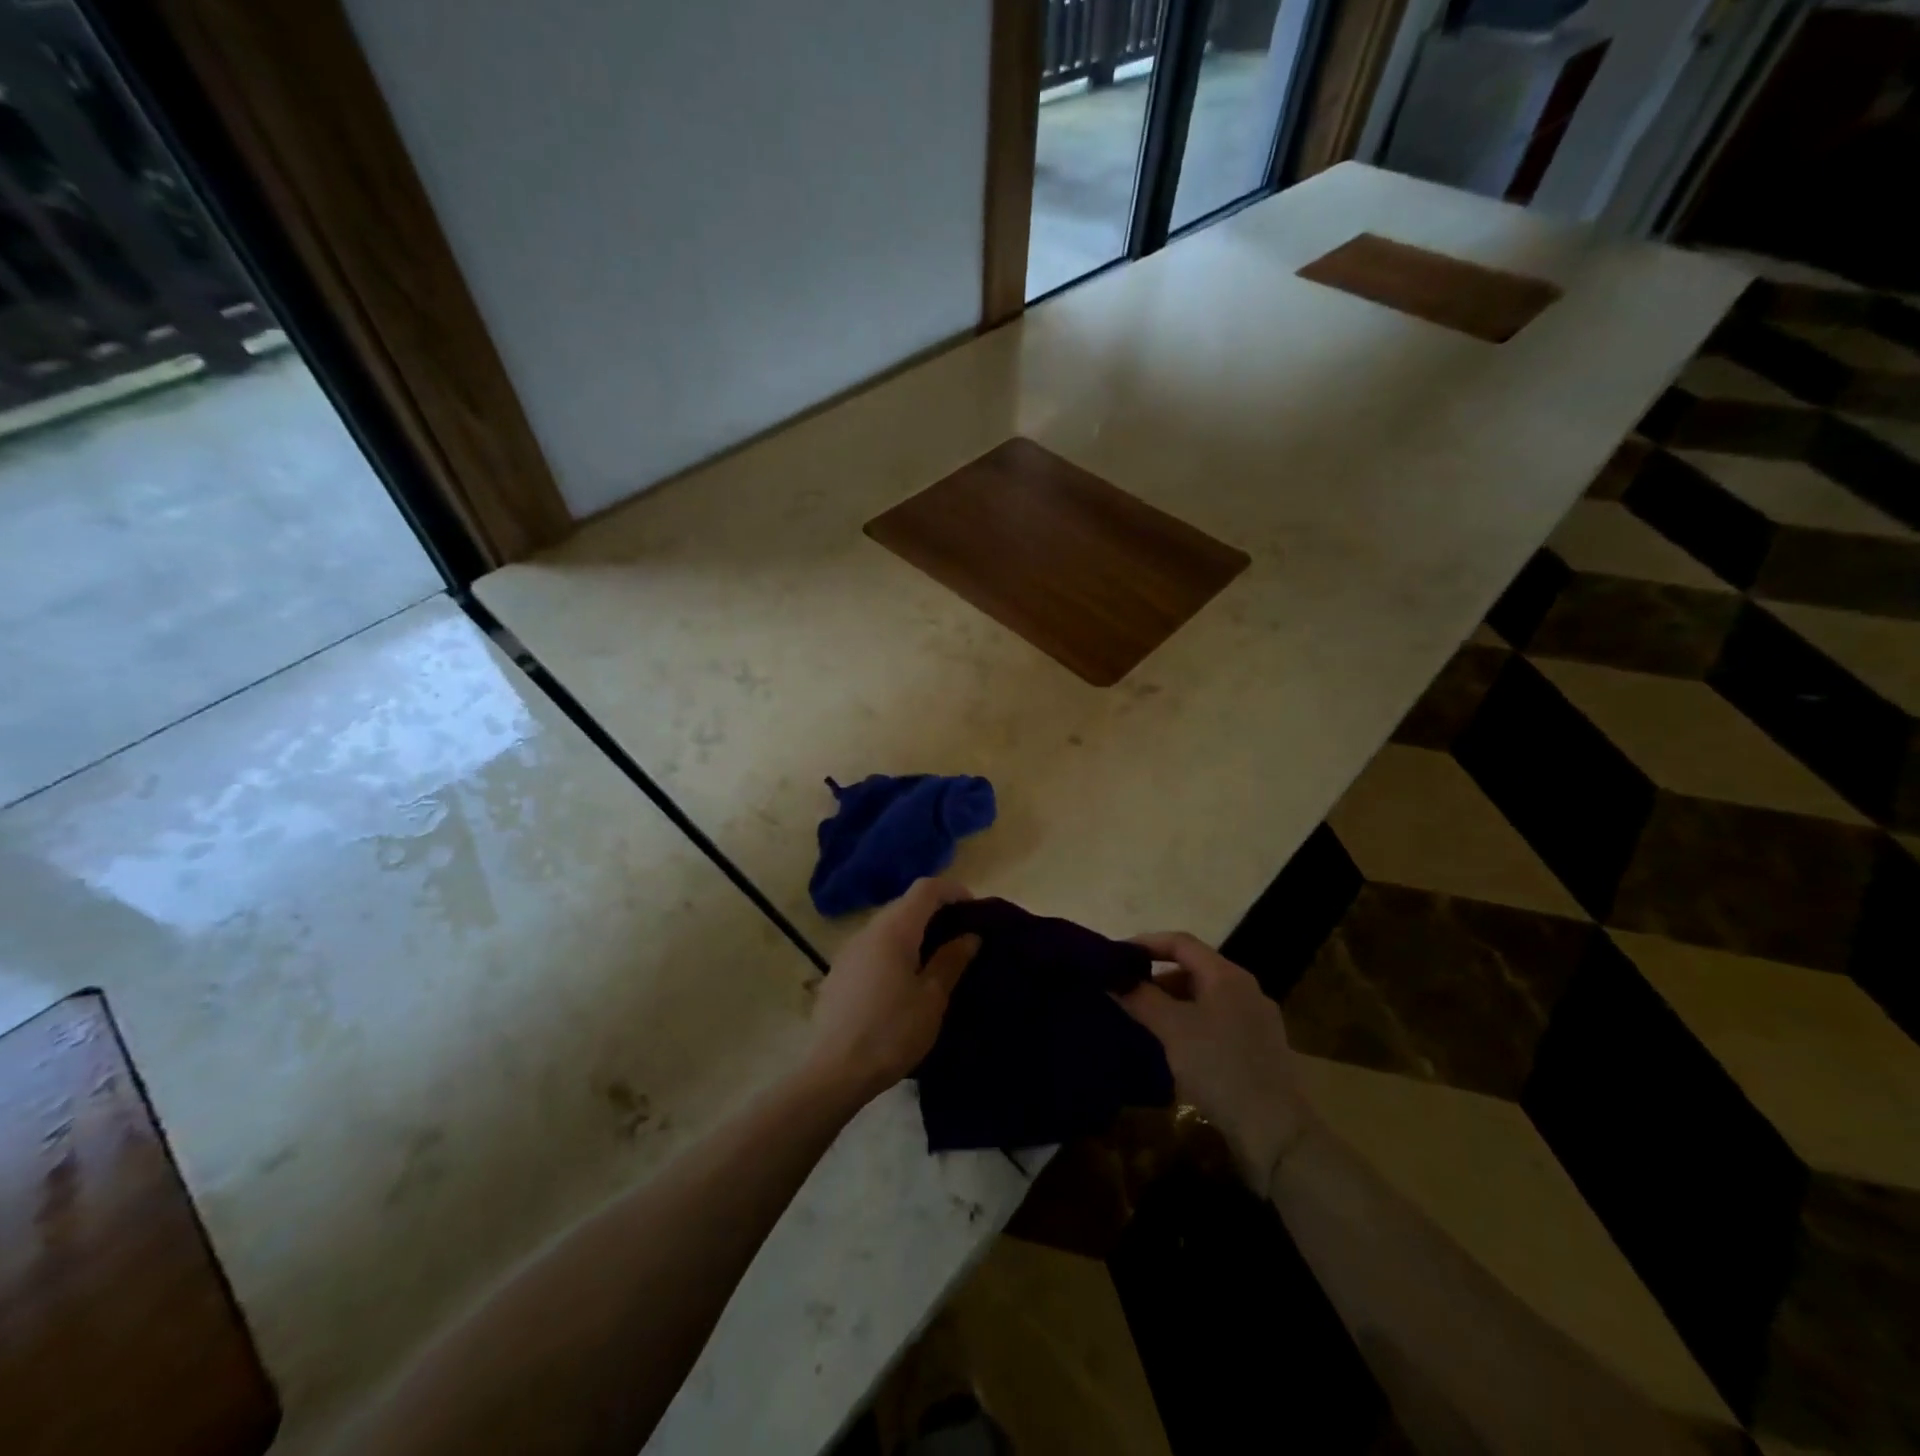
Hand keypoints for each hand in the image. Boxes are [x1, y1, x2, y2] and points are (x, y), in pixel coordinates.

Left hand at [806, 877, 979, 1102]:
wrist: (835, 1071)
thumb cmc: (892, 1031)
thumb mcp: (932, 998)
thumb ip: (951, 960)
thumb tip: (970, 936)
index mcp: (894, 929)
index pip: (925, 888)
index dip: (952, 890)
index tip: (974, 909)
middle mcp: (868, 930)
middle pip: (905, 904)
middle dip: (934, 911)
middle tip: (960, 935)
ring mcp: (848, 951)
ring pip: (887, 926)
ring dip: (913, 932)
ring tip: (935, 958)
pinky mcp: (838, 972)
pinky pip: (872, 947)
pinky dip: (894, 950)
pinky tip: (902, 980)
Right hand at [1114, 932, 1314, 1189]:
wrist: (1275, 1132)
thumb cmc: (1220, 1068)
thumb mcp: (1172, 1029)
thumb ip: (1141, 998)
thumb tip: (1112, 979)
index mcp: (1227, 976)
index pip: (1181, 942)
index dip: (1146, 943)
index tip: (1116, 957)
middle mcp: (1245, 989)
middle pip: (1193, 968)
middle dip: (1156, 976)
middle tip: (1126, 991)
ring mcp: (1256, 1019)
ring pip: (1204, 996)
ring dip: (1172, 1002)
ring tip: (1144, 1020)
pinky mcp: (1259, 1047)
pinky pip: (1216, 1020)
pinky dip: (1190, 1022)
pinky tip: (1175, 1046)